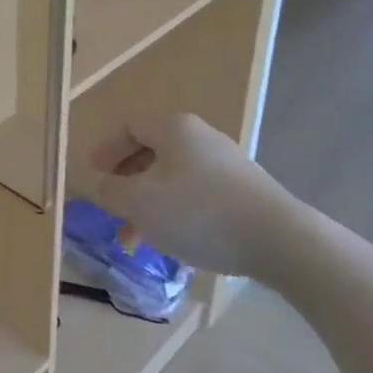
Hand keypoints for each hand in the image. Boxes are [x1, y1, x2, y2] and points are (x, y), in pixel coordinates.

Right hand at [88, 114, 318, 283]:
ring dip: (151, 206)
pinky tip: (176, 244)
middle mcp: (201, 138)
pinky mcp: (246, 193)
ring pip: (174, 180)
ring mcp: (228, 166)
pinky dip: (178, 214)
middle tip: (113, 211)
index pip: (129, 127)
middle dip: (127, 185)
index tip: (92, 174)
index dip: (106, 149)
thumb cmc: (198, 212)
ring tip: (140, 240)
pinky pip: (198, 197)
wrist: (280, 241)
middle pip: (151, 154)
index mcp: (174, 129)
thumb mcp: (140, 202)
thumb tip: (103, 184)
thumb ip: (111, 190)